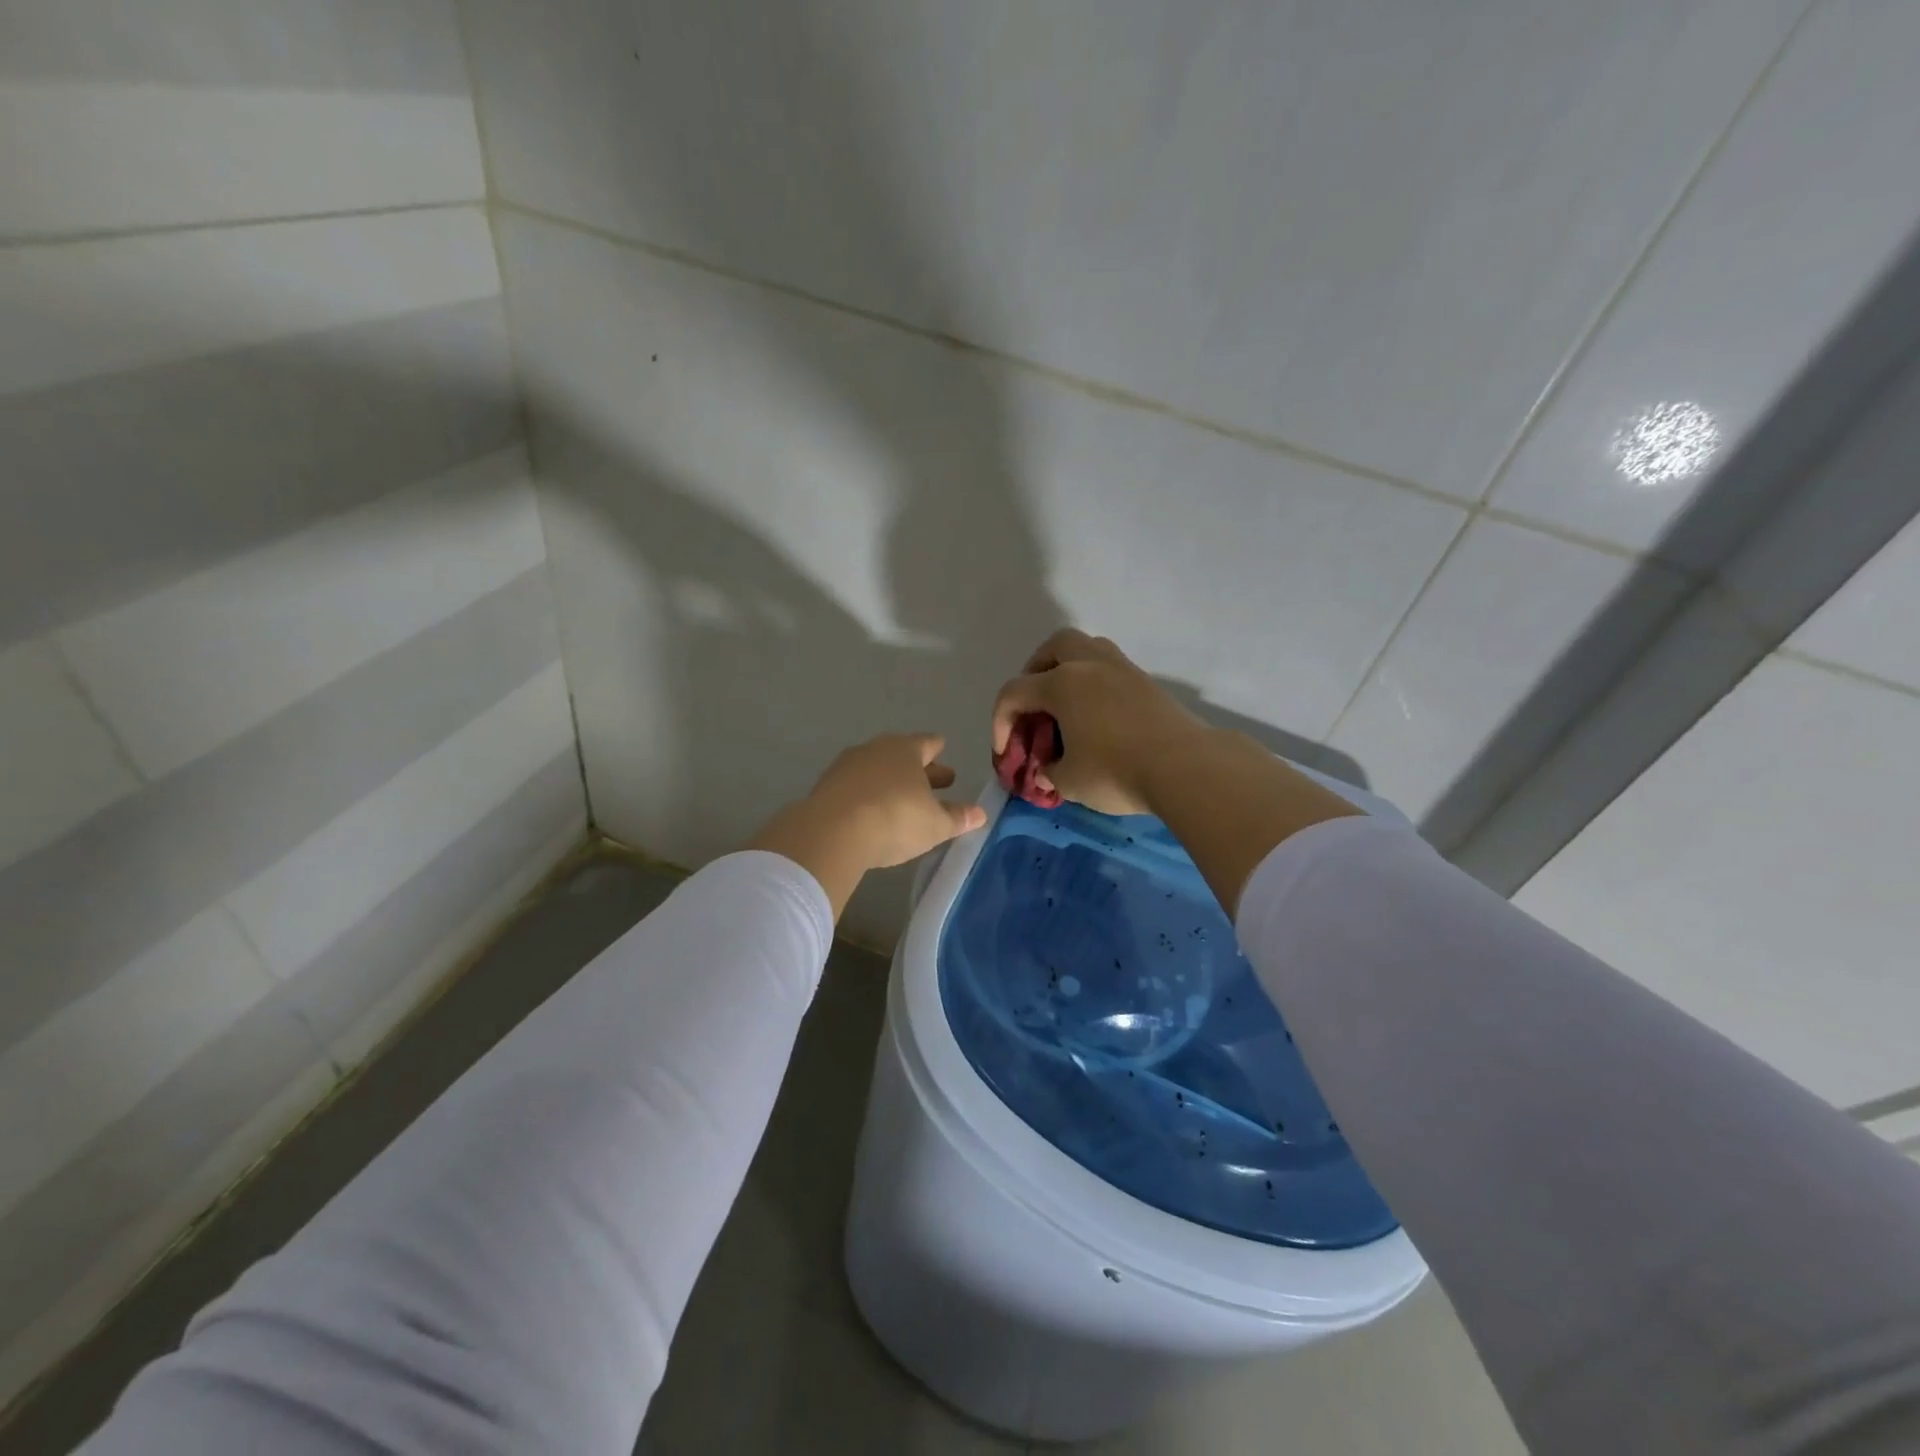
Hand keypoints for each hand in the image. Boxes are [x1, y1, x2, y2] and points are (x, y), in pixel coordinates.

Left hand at [749, 734, 987, 918]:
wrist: (833, 831)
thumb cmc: (896, 819)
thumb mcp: (935, 824)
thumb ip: (957, 817)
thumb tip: (980, 813)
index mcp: (906, 750)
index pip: (927, 743)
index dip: (937, 749)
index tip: (942, 749)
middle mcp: (875, 749)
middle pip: (901, 755)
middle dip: (918, 768)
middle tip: (934, 780)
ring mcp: (846, 766)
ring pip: (876, 769)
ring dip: (890, 781)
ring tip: (900, 797)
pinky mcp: (826, 786)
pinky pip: (854, 786)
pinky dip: (866, 794)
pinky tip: (871, 810)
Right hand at [996, 630, 1360, 912]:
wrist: (1185, 767)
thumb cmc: (1116, 772)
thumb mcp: (1069, 781)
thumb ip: (1048, 771)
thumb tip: (1047, 768)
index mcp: (1061, 684)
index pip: (1014, 692)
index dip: (1001, 721)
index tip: (1006, 752)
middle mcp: (1089, 664)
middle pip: (1054, 646)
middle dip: (1035, 671)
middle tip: (1034, 702)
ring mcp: (1122, 668)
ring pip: (1087, 648)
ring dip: (1068, 668)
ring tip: (1066, 702)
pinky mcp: (1146, 681)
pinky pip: (1109, 666)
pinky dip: (1094, 680)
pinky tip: (1096, 712)